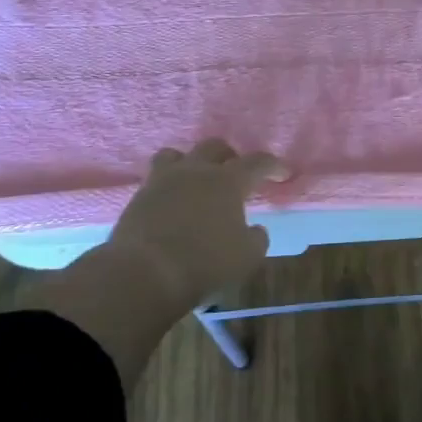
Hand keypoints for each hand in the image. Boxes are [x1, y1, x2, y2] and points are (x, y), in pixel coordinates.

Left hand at [104, 139, 283, 303]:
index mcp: (228, 181)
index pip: (257, 162)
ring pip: (178, 155)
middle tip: (236, 173)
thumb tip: (255, 229)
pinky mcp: (138, 197)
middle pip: (214, 147)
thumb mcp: (246, 257)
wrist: (143, 274)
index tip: (283, 173)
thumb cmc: (204, 263)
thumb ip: (256, 238)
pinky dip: (168, 186)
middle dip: (229, 156)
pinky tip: (172, 203)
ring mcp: (163, 180)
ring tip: (196, 180)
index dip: (273, 166)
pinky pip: (156, 179)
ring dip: (191, 163)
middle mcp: (196, 171)